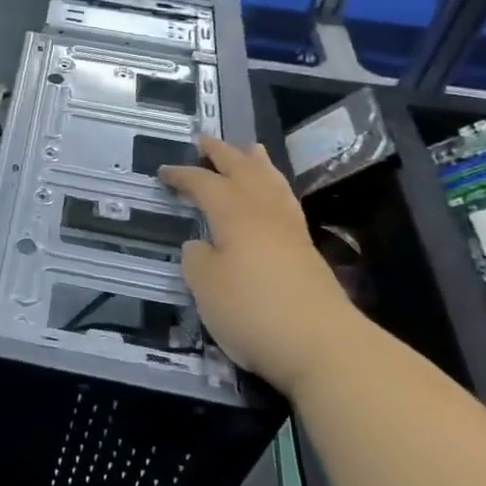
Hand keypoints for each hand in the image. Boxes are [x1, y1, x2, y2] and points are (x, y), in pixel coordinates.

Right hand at [160, 134, 362, 391]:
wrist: (322, 346)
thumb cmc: (253, 311)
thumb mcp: (206, 287)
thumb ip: (197, 259)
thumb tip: (201, 246)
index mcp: (235, 215)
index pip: (204, 184)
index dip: (183, 176)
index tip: (163, 171)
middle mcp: (264, 214)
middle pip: (243, 172)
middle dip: (223, 154)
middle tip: (206, 139)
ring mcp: (291, 232)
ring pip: (272, 184)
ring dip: (258, 164)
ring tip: (251, 149)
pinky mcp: (307, 254)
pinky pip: (286, 204)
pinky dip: (276, 189)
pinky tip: (274, 197)